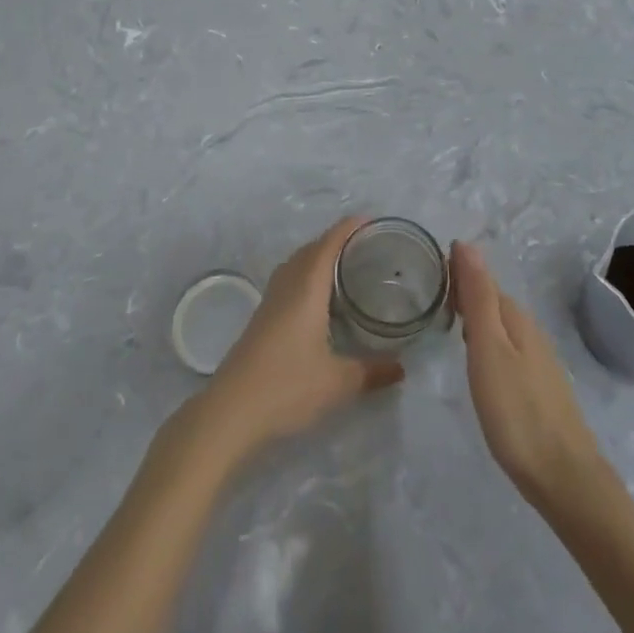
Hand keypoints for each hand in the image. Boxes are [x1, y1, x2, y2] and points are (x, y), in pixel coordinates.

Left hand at [200, 218, 403, 458]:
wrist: (231, 410)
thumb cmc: (287, 387)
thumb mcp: (338, 382)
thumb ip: (372, 371)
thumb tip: (402, 368)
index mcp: (306, 288)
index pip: (329, 244)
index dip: (348, 228)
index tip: (371, 221)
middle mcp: (287, 286)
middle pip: (311, 250)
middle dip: (336, 241)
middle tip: (365, 247)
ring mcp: (270, 302)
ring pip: (296, 265)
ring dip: (318, 258)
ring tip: (344, 268)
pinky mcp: (261, 319)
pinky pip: (288, 281)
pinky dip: (306, 276)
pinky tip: (318, 300)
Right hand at [452, 241, 603, 505]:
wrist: (564, 477)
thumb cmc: (517, 411)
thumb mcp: (488, 348)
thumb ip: (478, 297)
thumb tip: (467, 244)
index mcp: (514, 317)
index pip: (480, 278)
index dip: (455, 273)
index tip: (425, 273)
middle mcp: (528, 330)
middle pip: (490, 300)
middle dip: (462, 293)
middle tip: (427, 297)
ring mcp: (537, 359)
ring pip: (499, 325)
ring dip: (474, 318)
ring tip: (444, 323)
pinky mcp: (538, 385)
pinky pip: (506, 347)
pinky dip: (485, 342)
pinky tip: (475, 360)